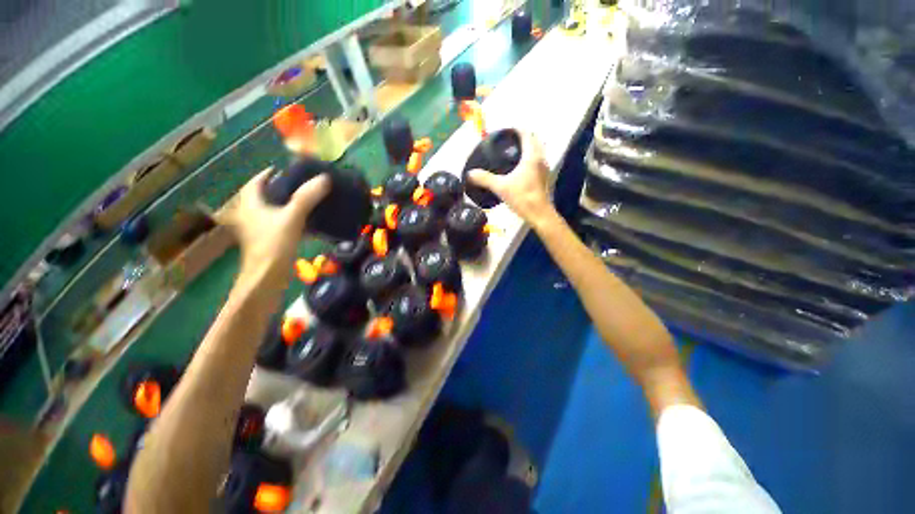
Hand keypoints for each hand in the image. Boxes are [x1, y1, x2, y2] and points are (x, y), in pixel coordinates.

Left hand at [218, 167, 329, 279]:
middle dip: (284, 189)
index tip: (290, 171)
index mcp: (251, 204)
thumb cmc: (274, 244)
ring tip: (310, 200)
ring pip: (275, 210)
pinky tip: (310, 221)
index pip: (257, 181)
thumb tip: (324, 178)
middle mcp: (252, 213)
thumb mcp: (292, 217)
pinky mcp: (270, 240)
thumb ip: (306, 197)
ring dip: (290, 204)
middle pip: (266, 195)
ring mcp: (260, 228)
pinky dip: (294, 219)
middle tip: (304, 185)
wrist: (267, 277)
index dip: (271, 173)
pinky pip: (282, 223)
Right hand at [467, 131, 554, 224]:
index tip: (506, 131)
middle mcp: (541, 159)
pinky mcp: (544, 178)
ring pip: (537, 151)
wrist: (539, 215)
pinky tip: (519, 168)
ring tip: (512, 153)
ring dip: (527, 148)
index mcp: (532, 156)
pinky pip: (537, 161)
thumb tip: (470, 174)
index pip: (527, 134)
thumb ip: (485, 179)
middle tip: (508, 141)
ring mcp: (544, 169)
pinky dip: (529, 159)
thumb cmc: (522, 198)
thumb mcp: (500, 187)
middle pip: (534, 141)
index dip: (516, 129)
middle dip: (522, 138)